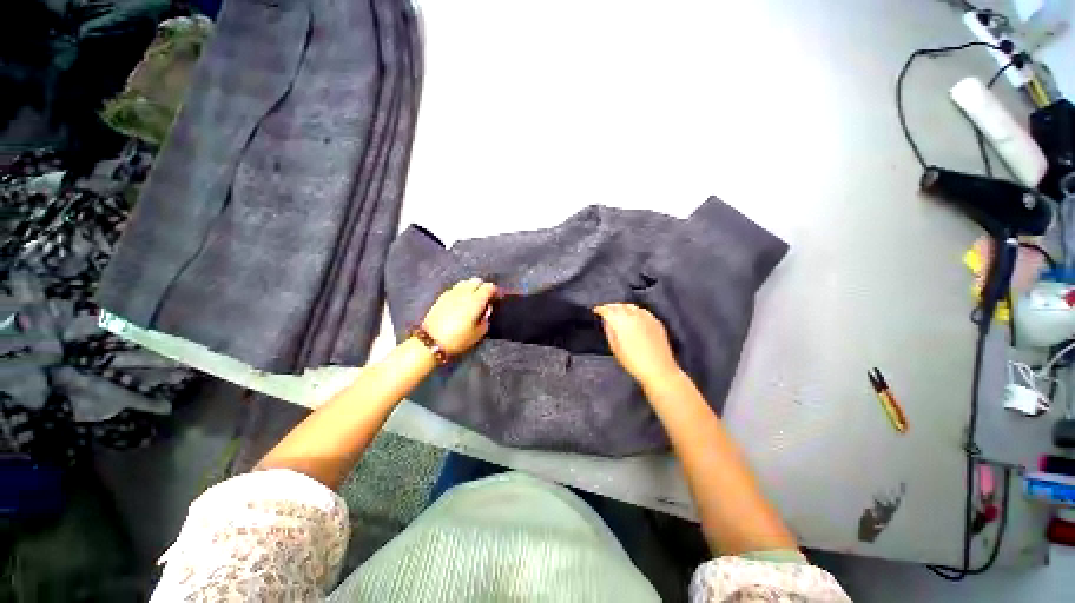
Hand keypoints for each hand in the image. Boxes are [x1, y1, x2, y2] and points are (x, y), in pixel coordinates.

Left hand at [421, 278, 498, 355]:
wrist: (431, 341)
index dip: (495, 291)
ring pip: (465, 282)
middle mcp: (464, 292)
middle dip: (483, 287)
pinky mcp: (441, 297)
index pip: (489, 287)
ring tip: (472, 299)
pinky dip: (460, 292)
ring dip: (471, 287)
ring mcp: (451, 293)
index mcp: (476, 300)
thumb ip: (486, 319)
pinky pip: (455, 288)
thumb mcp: (478, 333)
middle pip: (476, 280)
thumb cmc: (458, 339)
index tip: (497, 299)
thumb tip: (486, 310)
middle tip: (485, 298)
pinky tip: (460, 302)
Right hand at [594, 303, 681, 386]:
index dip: (600, 309)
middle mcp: (633, 315)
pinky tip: (633, 317)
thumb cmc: (633, 361)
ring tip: (618, 313)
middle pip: (619, 305)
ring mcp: (646, 317)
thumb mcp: (615, 348)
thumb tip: (606, 321)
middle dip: (611, 307)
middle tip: (606, 311)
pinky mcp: (655, 321)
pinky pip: (642, 311)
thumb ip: (609, 331)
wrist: (659, 369)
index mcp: (621, 321)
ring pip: (631, 306)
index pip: (607, 310)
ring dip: (622, 307)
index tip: (596, 310)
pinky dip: (634, 311)